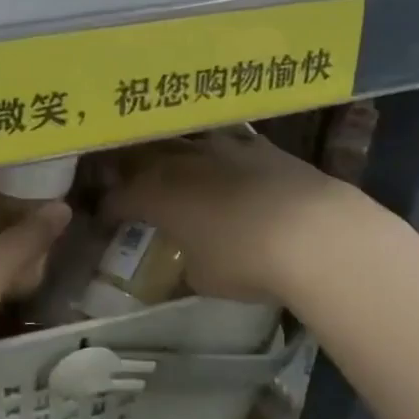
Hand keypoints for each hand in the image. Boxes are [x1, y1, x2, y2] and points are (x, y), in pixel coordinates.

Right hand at [103, 128, 382, 304]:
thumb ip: (186, 261)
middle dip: (131, 169)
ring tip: (173, 167)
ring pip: (184, 141)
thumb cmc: (246, 261)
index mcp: (158, 193)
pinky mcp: (259, 144)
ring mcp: (222, 146)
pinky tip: (225, 164)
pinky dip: (218, 154)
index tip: (106, 218)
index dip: (109, 208)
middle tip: (128, 182)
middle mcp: (183, 161)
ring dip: (172, 154)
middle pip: (145, 156)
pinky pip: (226, 142)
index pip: (120, 196)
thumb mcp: (203, 277)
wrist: (313, 232)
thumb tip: (186, 258)